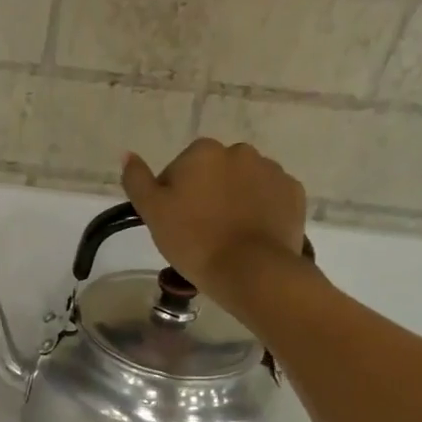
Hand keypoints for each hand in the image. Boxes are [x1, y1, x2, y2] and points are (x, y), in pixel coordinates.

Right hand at [121, 140, 308, 318]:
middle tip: (199, 231)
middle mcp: (239, 151)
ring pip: (243, 184)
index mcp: (202, 152)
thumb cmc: (193, 240)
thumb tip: (127, 153)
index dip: (172, 197)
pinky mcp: (294, 193)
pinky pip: (269, 197)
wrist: (250, 270)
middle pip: (213, 173)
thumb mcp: (152, 212)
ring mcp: (271, 170)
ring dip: (234, 201)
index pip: (178, 170)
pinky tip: (250, 235)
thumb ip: (137, 180)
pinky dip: (260, 210)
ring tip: (227, 236)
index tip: (174, 224)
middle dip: (206, 194)